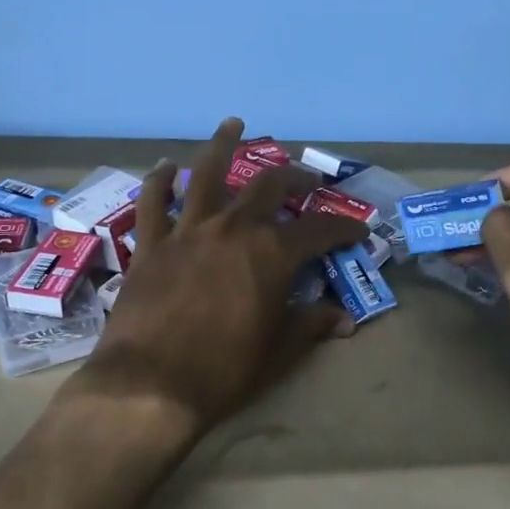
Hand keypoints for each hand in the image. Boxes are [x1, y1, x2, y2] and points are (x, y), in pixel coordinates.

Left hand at [65, 118, 370, 438]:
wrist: (151, 385)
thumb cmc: (224, 370)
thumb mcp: (279, 350)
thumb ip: (311, 323)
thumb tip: (343, 319)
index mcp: (272, 253)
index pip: (319, 230)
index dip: (343, 228)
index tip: (359, 231)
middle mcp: (234, 227)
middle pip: (268, 186)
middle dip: (293, 177)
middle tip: (305, 179)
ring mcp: (189, 230)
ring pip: (207, 173)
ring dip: (222, 145)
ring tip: (233, 123)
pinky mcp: (152, 244)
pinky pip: (154, 202)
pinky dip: (160, 180)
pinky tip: (166, 165)